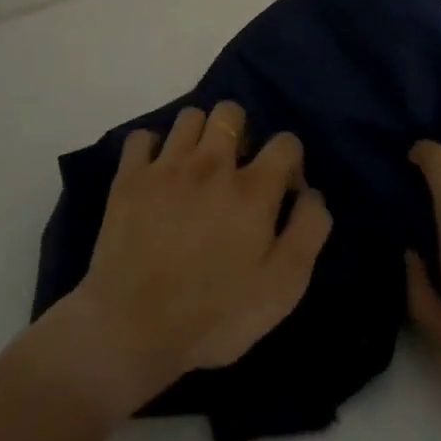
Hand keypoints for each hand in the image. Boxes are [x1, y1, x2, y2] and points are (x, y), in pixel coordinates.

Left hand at [61, 102, 332, 414]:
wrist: (132, 328)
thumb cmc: (215, 315)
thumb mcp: (283, 287)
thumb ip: (308, 231)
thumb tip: (311, 193)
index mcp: (253, 189)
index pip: (285, 142)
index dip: (290, 162)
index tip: (281, 193)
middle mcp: (211, 164)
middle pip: (231, 112)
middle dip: (240, 133)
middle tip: (236, 171)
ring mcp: (166, 167)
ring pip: (190, 116)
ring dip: (199, 136)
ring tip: (197, 169)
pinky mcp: (129, 178)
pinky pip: (142, 137)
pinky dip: (152, 149)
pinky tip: (157, 174)